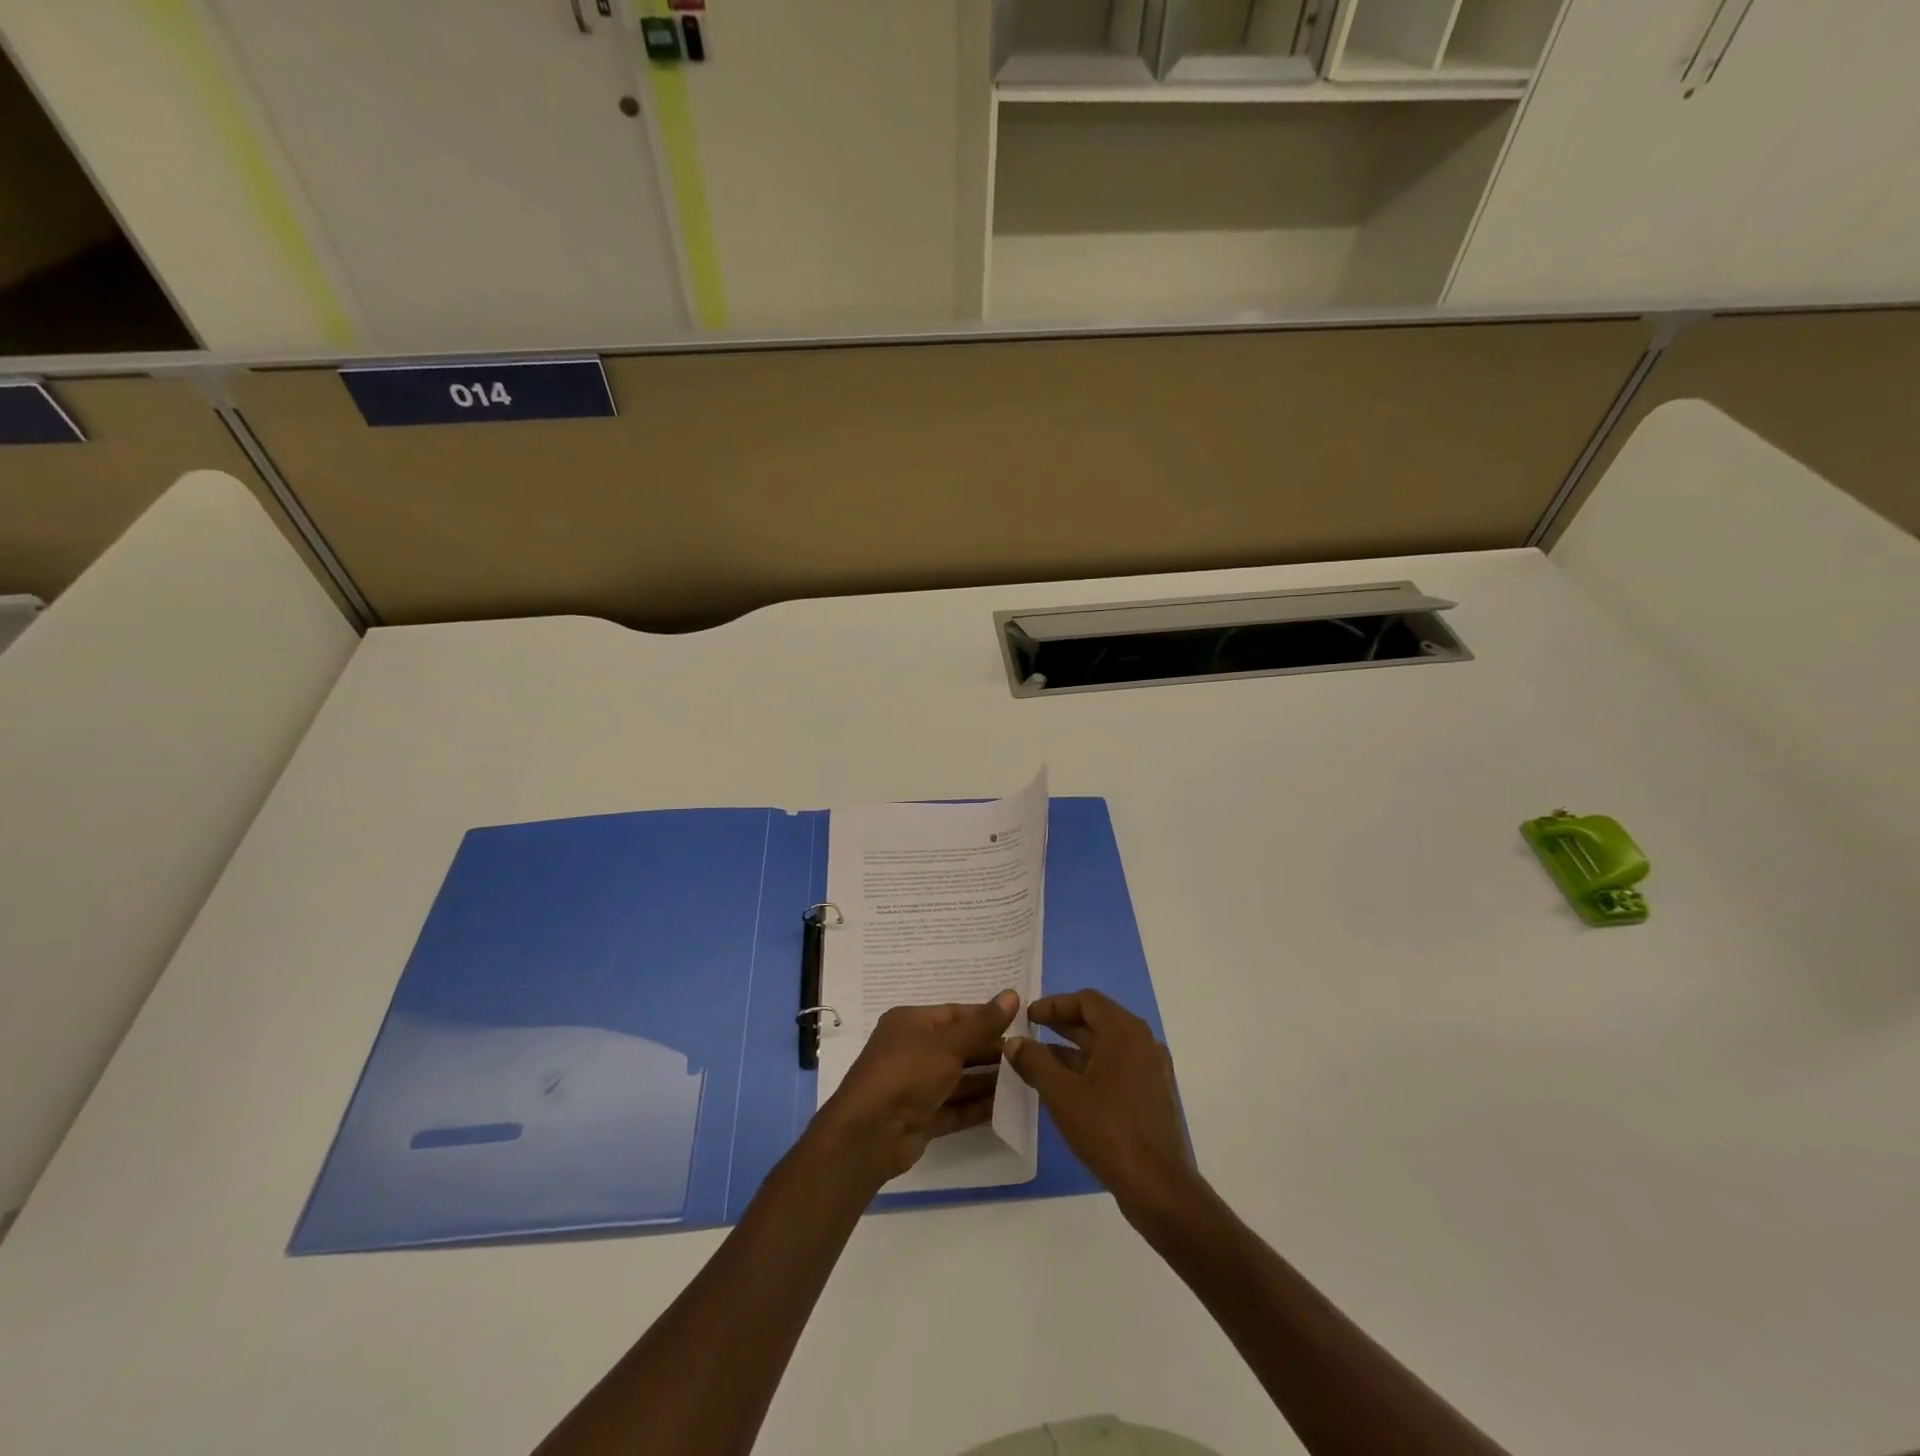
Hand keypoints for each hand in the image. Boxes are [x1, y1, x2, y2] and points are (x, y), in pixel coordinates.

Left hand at [814, 990, 1019, 1185]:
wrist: (870, 1134)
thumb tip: (1012, 994)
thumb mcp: (949, 1044)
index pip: (955, 1014)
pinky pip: (955, 1108)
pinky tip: (1007, 1108)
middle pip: (958, 1046)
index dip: (986, 1018)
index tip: (1020, 1023)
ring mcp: (915, 1086)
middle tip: (1028, 1055)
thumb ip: (983, 1024)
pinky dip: (977, 1107)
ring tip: (1025, 1080)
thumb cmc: (907, 1073)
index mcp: (911, 1023)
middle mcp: (912, 1050)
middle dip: (990, 1051)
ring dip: (987, 1080)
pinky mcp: (921, 1117)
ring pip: (958, 1079)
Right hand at [1003, 989, 1192, 1220]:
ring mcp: (1150, 1069)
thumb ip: (1034, 1062)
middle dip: (1061, 1024)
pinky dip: (1089, 1067)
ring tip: (1039, 1059)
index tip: (1027, 1015)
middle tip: (1029, 1031)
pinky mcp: (1151, 1094)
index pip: (1086, 1000)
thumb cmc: (1108, 1130)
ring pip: (1106, 1046)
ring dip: (1073, 1048)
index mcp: (1125, 1032)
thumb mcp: (1062, 1094)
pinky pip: (1116, 1067)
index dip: (1054, 1004)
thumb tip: (1013, 1042)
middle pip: (1097, 1020)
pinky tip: (1065, 1086)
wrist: (1158, 1186)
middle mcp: (1142, 1042)